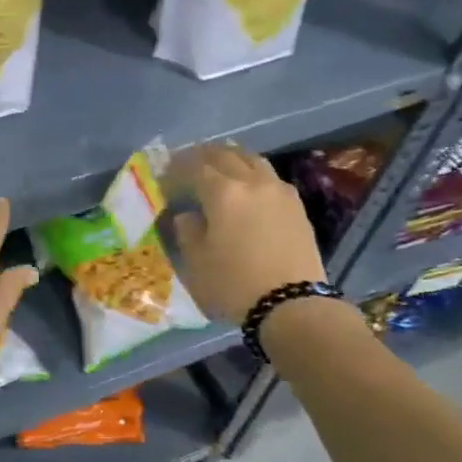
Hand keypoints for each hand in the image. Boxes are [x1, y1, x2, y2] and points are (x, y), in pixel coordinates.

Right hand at [166, 143, 327, 323]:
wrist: (293, 306)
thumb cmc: (235, 284)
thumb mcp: (197, 262)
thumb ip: (188, 231)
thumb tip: (188, 215)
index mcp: (224, 193)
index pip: (194, 167)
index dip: (176, 169)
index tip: (164, 178)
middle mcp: (253, 182)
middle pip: (225, 154)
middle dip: (202, 156)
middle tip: (187, 165)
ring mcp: (279, 191)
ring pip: (252, 160)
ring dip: (231, 158)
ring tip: (218, 169)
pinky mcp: (296, 206)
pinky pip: (269, 177)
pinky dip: (252, 173)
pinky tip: (247, 189)